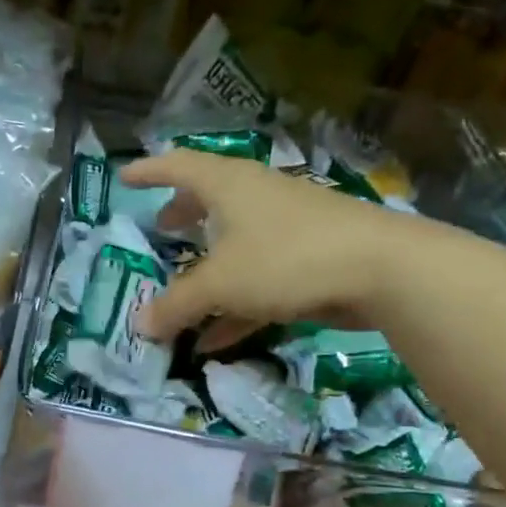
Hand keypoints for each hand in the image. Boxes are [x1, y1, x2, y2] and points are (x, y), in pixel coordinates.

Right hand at [119, 151, 440, 341]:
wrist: (381, 270)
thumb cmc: (287, 259)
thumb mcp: (220, 284)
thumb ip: (177, 305)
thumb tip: (139, 325)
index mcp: (230, 186)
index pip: (180, 166)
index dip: (149, 171)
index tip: (124, 177)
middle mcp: (257, 198)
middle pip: (211, 199)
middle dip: (183, 213)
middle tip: (160, 225)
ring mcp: (286, 229)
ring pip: (235, 243)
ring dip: (206, 265)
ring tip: (181, 288)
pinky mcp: (306, 262)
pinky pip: (256, 281)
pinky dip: (232, 306)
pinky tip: (213, 340)